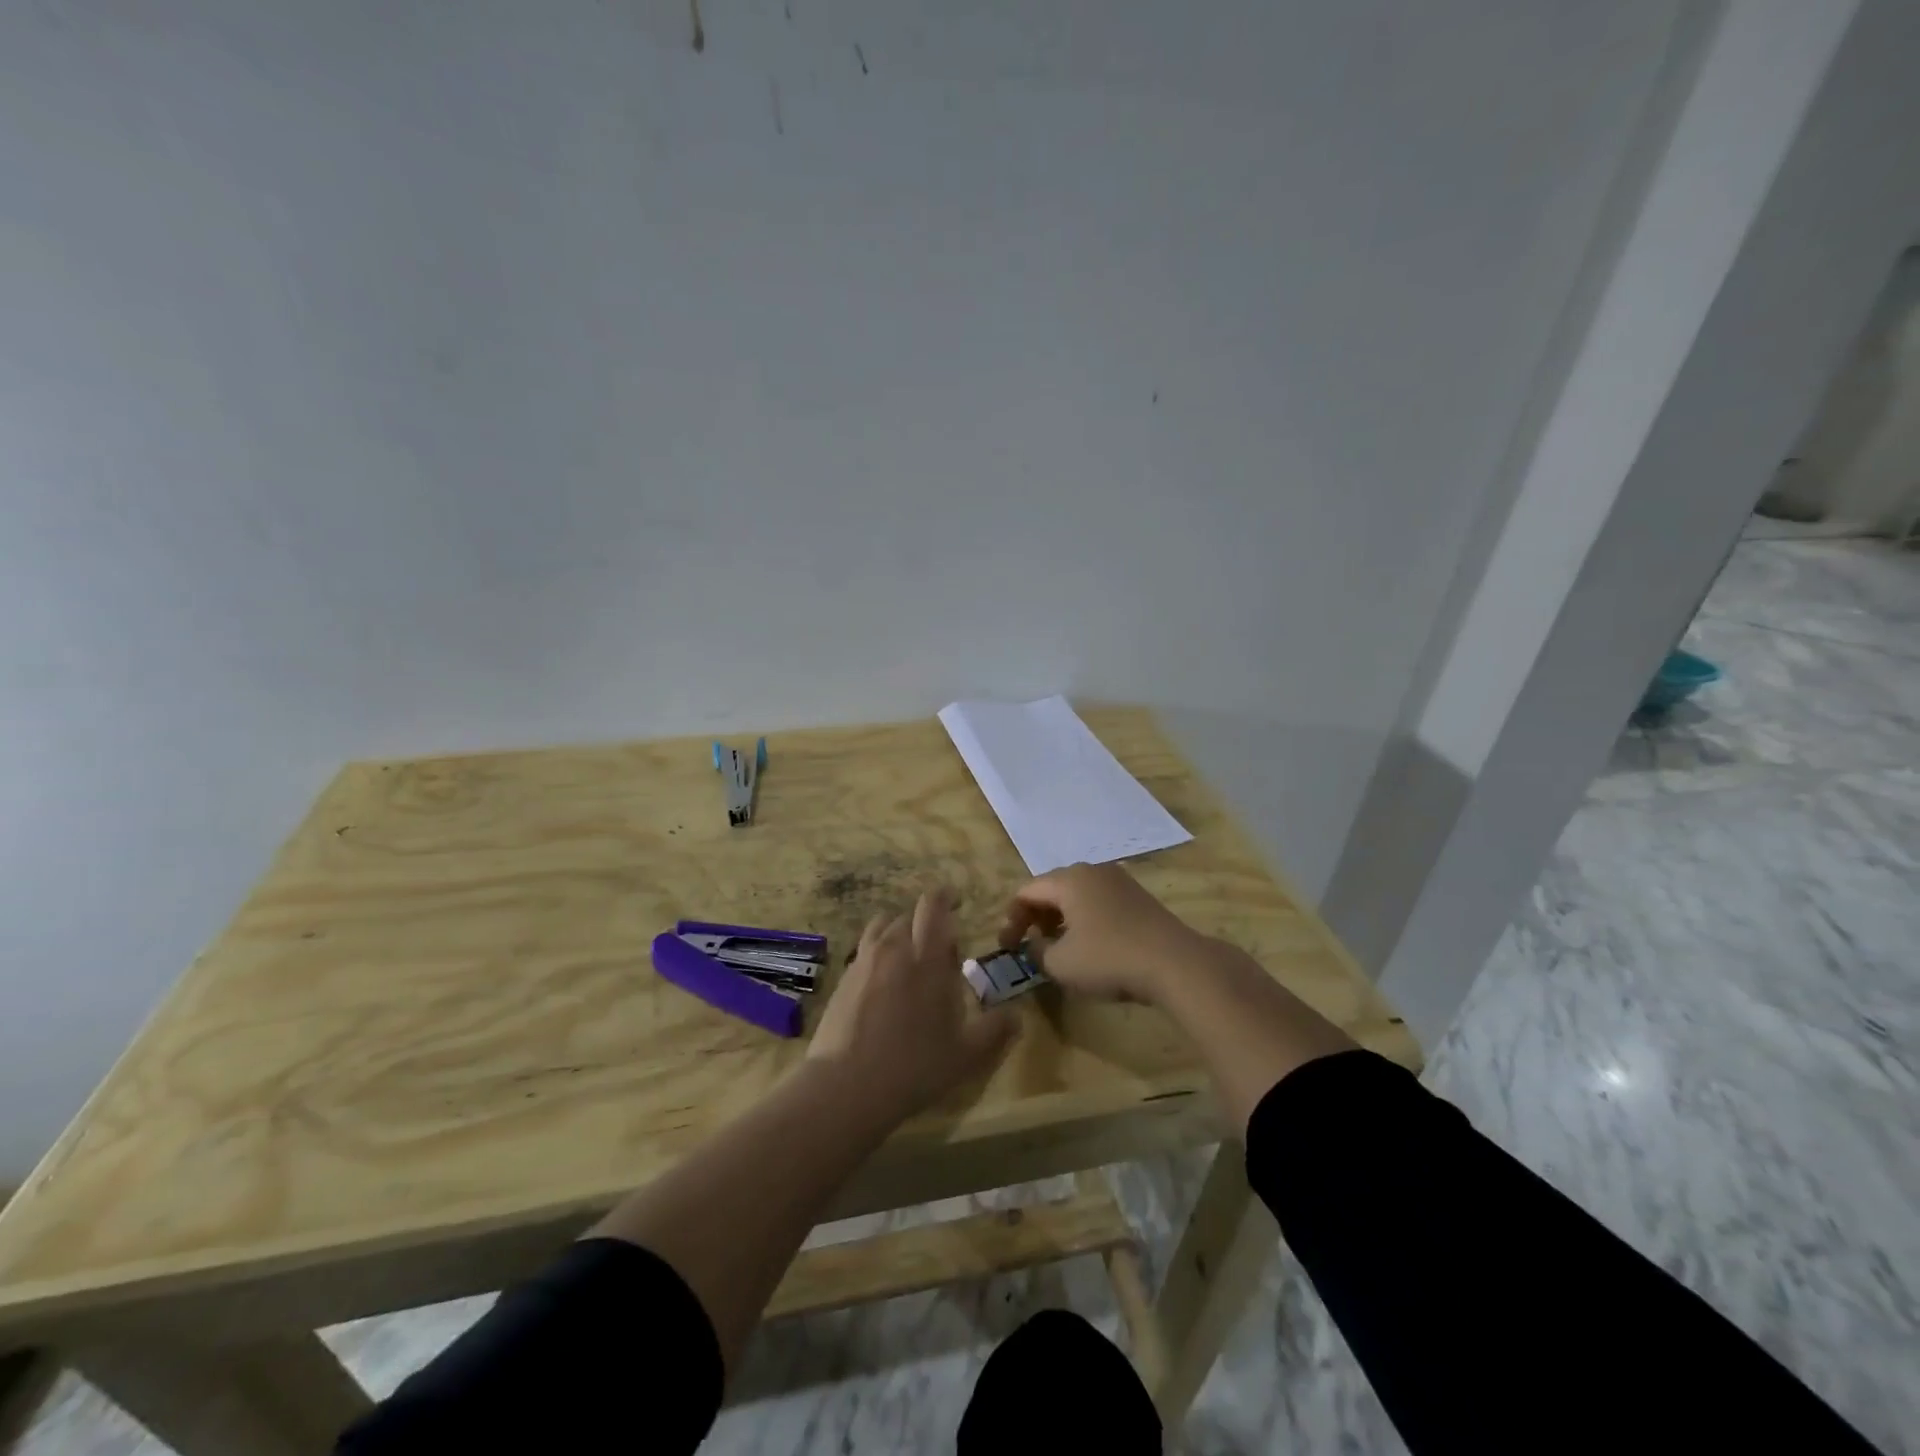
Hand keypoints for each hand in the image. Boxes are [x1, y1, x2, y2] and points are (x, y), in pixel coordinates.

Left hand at [808, 890, 1018, 1119]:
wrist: (846, 1086)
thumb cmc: (914, 1066)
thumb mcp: (967, 1054)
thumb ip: (996, 1029)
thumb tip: (1017, 1014)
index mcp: (927, 957)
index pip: (933, 906)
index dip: (945, 896)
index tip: (956, 901)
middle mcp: (893, 949)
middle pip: (908, 915)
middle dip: (925, 923)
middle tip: (939, 950)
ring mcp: (863, 962)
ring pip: (881, 927)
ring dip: (898, 932)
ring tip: (908, 958)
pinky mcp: (843, 979)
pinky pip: (864, 951)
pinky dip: (878, 954)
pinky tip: (883, 985)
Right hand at [998, 862, 1205, 1004]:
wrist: (1175, 962)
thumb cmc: (1109, 958)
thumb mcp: (1061, 963)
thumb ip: (1037, 951)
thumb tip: (1035, 944)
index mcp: (1068, 879)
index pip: (1026, 891)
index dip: (1012, 919)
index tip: (1008, 948)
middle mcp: (1092, 870)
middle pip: (1051, 888)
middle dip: (1035, 916)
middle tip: (1030, 945)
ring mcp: (1118, 880)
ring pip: (1077, 894)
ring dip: (1060, 918)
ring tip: (1058, 947)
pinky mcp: (1138, 896)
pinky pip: (1098, 901)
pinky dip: (1084, 918)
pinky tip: (1089, 945)